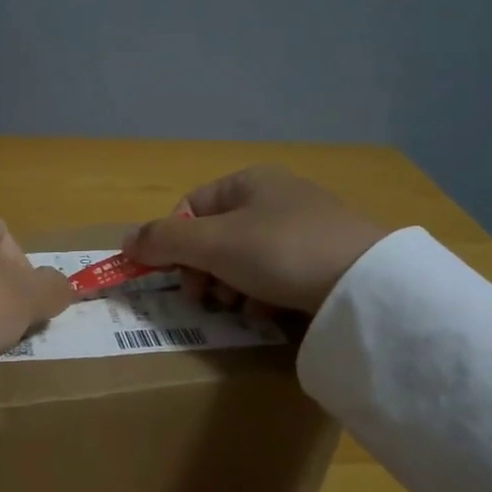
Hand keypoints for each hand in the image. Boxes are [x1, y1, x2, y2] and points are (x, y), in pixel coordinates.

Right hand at [123, 166, 389, 316]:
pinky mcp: (325, 259)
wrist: (367, 284)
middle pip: (216, 235)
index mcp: (249, 182)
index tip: (174, 273)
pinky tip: (269, 310)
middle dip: (203, 268)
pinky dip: (263, 293)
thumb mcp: (213, 243)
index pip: (191, 206)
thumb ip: (164, 240)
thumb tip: (124, 242)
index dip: (174, 240)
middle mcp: (276, 197)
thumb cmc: (280, 250)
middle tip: (205, 297)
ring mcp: (304, 228)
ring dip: (230, 284)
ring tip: (240, 305)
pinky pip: (276, 274)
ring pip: (244, 258)